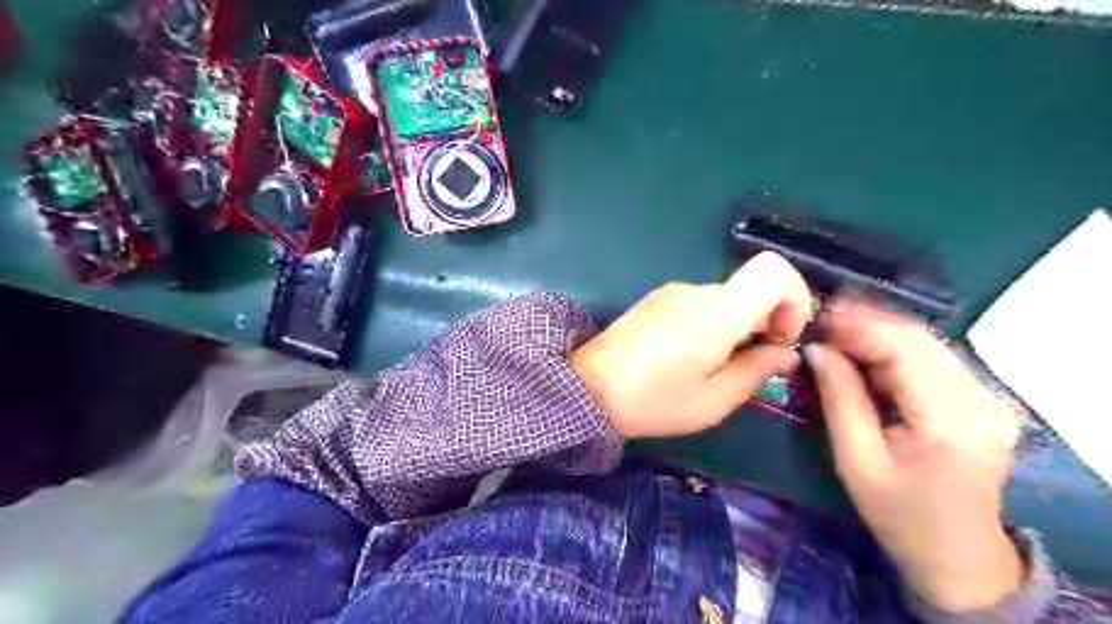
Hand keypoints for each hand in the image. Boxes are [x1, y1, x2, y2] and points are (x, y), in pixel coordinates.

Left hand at [574, 248, 809, 437]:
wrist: (586, 389)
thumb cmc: (653, 402)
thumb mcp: (713, 401)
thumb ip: (757, 370)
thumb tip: (786, 351)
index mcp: (715, 314)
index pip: (773, 270)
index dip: (794, 297)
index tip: (783, 337)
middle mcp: (695, 291)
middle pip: (751, 289)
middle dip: (765, 322)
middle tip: (750, 364)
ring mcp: (672, 292)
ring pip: (726, 298)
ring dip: (737, 326)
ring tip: (714, 366)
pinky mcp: (656, 299)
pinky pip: (700, 303)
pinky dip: (712, 323)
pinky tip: (690, 356)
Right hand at [799, 302, 1022, 613]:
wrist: (956, 555)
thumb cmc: (899, 514)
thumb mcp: (856, 459)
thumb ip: (839, 398)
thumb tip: (815, 350)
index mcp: (950, 421)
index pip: (904, 351)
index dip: (859, 327)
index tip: (817, 316)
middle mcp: (980, 401)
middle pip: (919, 340)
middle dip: (867, 323)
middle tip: (821, 318)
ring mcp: (986, 399)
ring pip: (926, 344)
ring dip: (879, 332)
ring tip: (835, 329)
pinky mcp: (979, 401)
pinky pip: (931, 360)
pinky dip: (893, 349)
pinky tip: (862, 349)